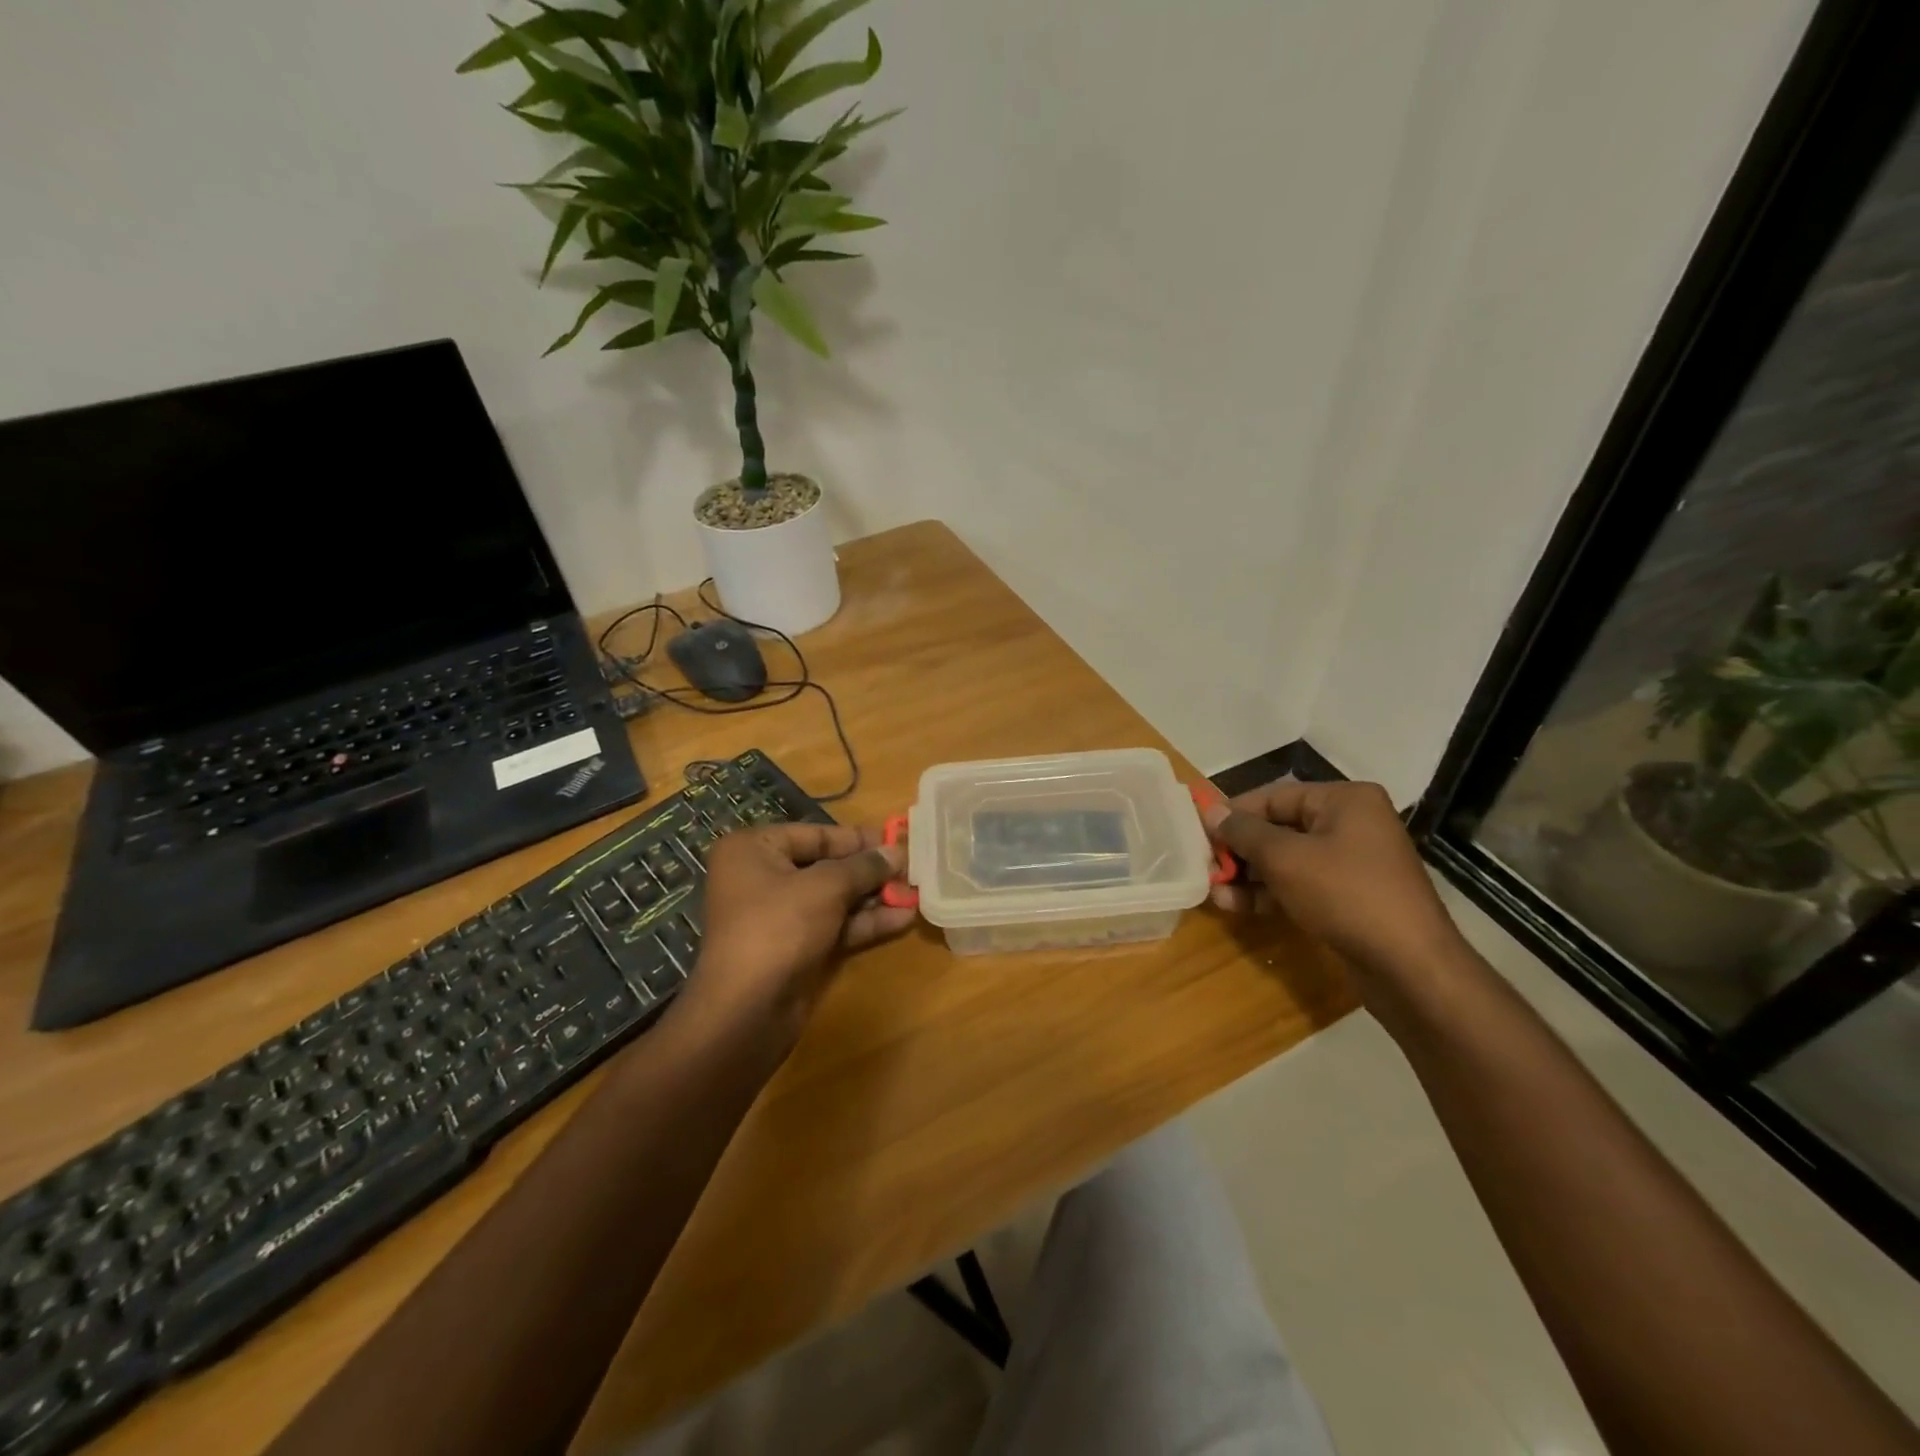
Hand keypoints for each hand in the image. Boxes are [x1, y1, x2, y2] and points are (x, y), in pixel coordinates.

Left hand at [681, 823, 914, 1049]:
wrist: (747, 1011)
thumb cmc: (779, 927)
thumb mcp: (826, 887)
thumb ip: (863, 866)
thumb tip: (897, 852)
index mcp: (753, 849)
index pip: (814, 834)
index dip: (856, 838)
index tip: (896, 839)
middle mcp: (761, 878)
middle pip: (825, 866)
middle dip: (869, 870)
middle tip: (910, 869)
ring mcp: (778, 917)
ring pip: (833, 899)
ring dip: (873, 897)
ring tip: (915, 893)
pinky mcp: (795, 948)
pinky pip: (834, 926)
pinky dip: (864, 922)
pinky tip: (903, 919)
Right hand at [1201, 779, 1469, 998]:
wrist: (1410, 967)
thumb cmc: (1346, 895)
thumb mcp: (1285, 858)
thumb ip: (1243, 832)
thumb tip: (1210, 810)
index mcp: (1345, 800)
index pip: (1274, 796)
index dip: (1234, 814)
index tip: (1199, 834)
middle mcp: (1352, 824)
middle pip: (1279, 828)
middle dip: (1240, 851)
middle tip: (1205, 868)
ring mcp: (1353, 863)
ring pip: (1287, 860)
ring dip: (1249, 876)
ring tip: (1215, 893)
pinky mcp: (1350, 897)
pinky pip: (1300, 885)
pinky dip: (1270, 893)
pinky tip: (1238, 907)